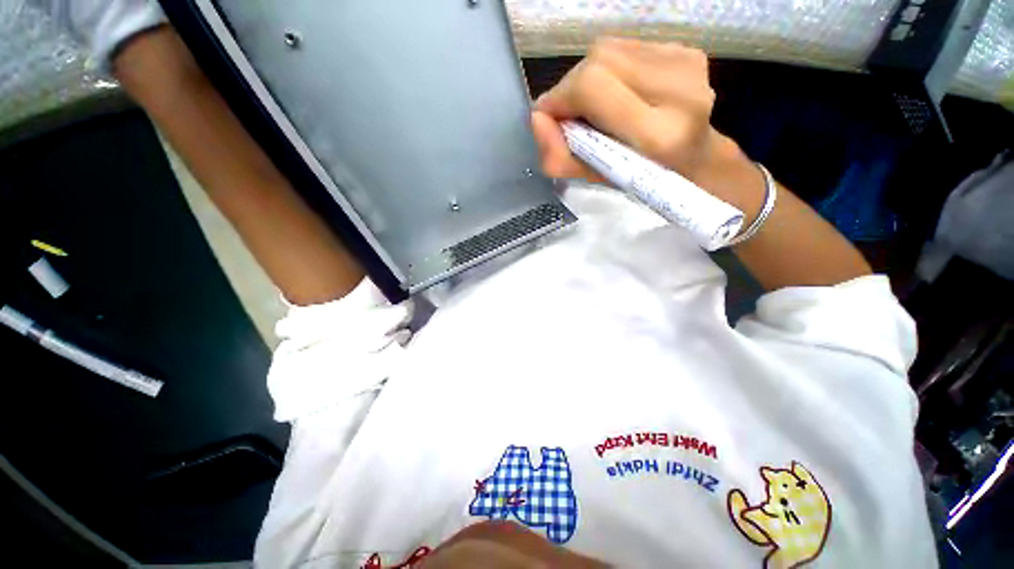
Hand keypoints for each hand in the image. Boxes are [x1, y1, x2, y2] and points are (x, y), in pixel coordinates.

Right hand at [531, 38, 764, 220]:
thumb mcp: (595, 181)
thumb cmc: (642, 180)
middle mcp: (679, 88)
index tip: (551, 120)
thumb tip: (537, 118)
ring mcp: (687, 63)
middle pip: (598, 60)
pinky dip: (610, 69)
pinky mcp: (687, 49)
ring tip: (597, 107)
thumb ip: (558, 158)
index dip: (560, 98)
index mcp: (658, 133)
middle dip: (571, 88)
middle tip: (572, 116)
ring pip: (609, 49)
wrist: (696, 161)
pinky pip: (627, 47)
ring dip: (589, 78)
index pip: (591, 85)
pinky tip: (620, 91)